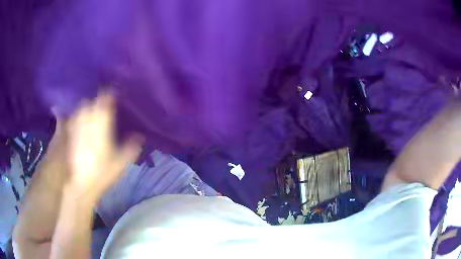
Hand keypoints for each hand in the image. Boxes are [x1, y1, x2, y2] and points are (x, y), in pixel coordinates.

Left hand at [64, 93, 142, 203]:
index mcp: (101, 128)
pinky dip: (78, 116)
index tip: (113, 92)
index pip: (104, 104)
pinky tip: (80, 120)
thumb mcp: (120, 163)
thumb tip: (140, 136)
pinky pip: (74, 119)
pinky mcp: (71, 136)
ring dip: (87, 106)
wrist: (81, 185)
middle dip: (97, 100)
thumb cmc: (102, 174)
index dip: (108, 95)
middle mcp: (88, 124)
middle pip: (91, 103)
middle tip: (103, 102)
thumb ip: (130, 148)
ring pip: (81, 109)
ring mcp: (77, 129)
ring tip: (92, 109)